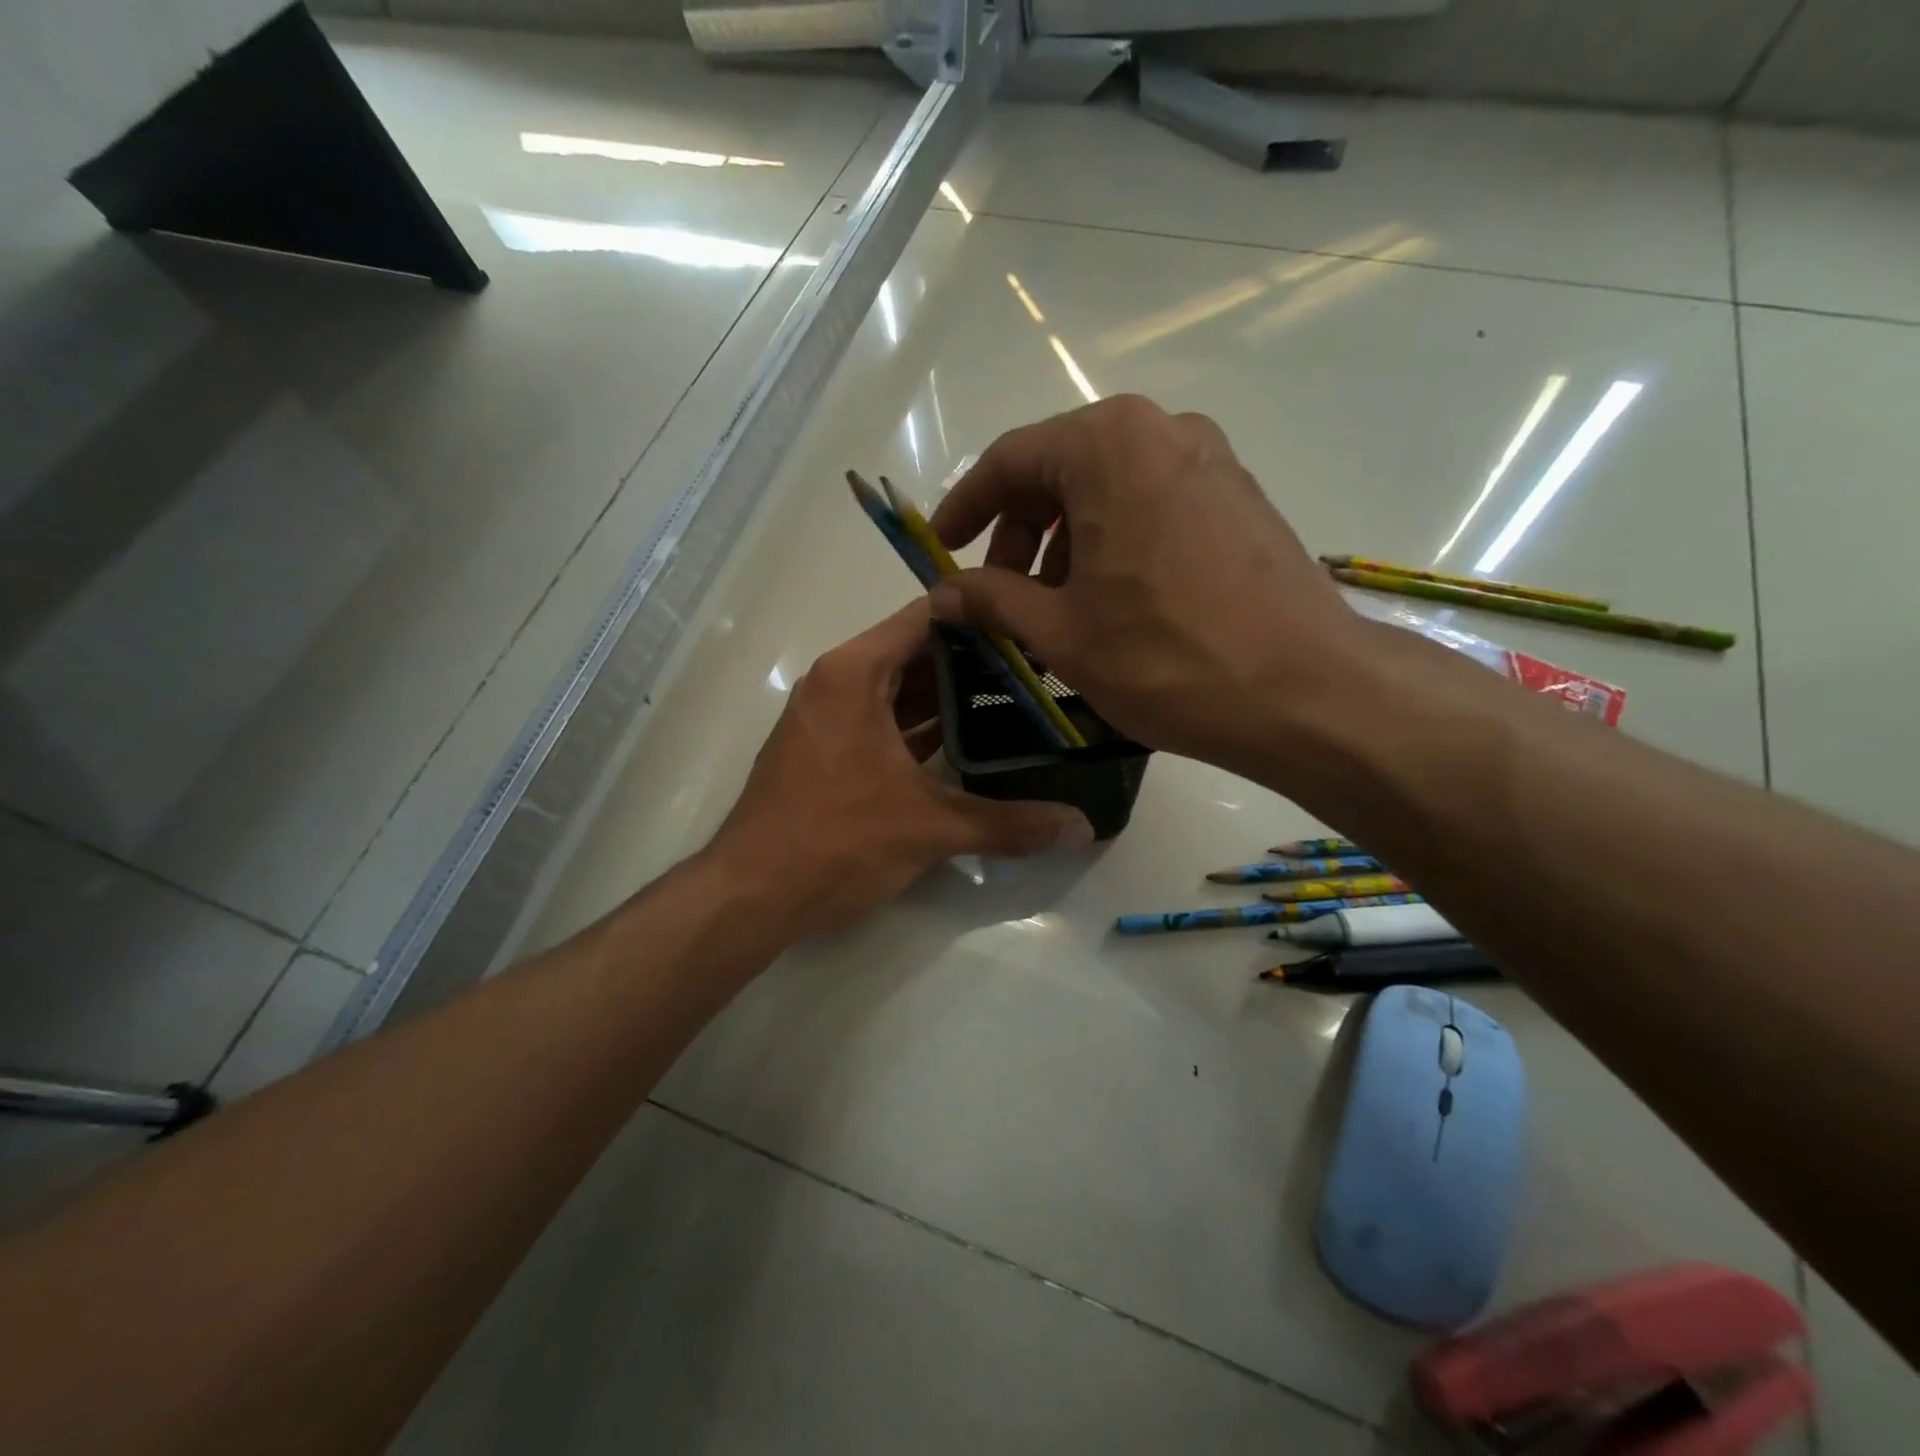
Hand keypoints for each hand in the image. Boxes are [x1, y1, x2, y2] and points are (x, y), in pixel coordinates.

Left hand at [711, 599, 1094, 934]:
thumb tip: (1083, 829)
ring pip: (902, 690)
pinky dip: (924, 727)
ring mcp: (830, 717)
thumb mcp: (929, 828)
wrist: (752, 895)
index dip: (983, 615)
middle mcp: (839, 682)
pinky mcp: (830, 751)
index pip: (928, 617)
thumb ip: (1009, 824)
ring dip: (952, 696)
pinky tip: (971, 743)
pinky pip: (886, 722)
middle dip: (977, 659)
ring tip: (1018, 699)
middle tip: (1041, 666)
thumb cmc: (836, 840)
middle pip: (918, 652)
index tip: (1034, 624)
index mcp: (855, 673)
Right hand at [928, 395, 1370, 777]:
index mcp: (1107, 445)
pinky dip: (1112, 540)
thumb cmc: (1166, 658)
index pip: (1009, 461)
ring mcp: (1209, 458)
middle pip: (1060, 470)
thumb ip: (990, 599)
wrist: (1304, 691)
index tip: (940, 550)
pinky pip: (1150, 502)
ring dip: (1064, 541)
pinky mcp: (1239, 494)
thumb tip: (942, 592)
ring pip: (1107, 488)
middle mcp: (1161, 429)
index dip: (965, 508)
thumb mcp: (1060, 632)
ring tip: (1055, 608)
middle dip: (1018, 532)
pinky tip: (1110, 599)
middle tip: (1000, 595)